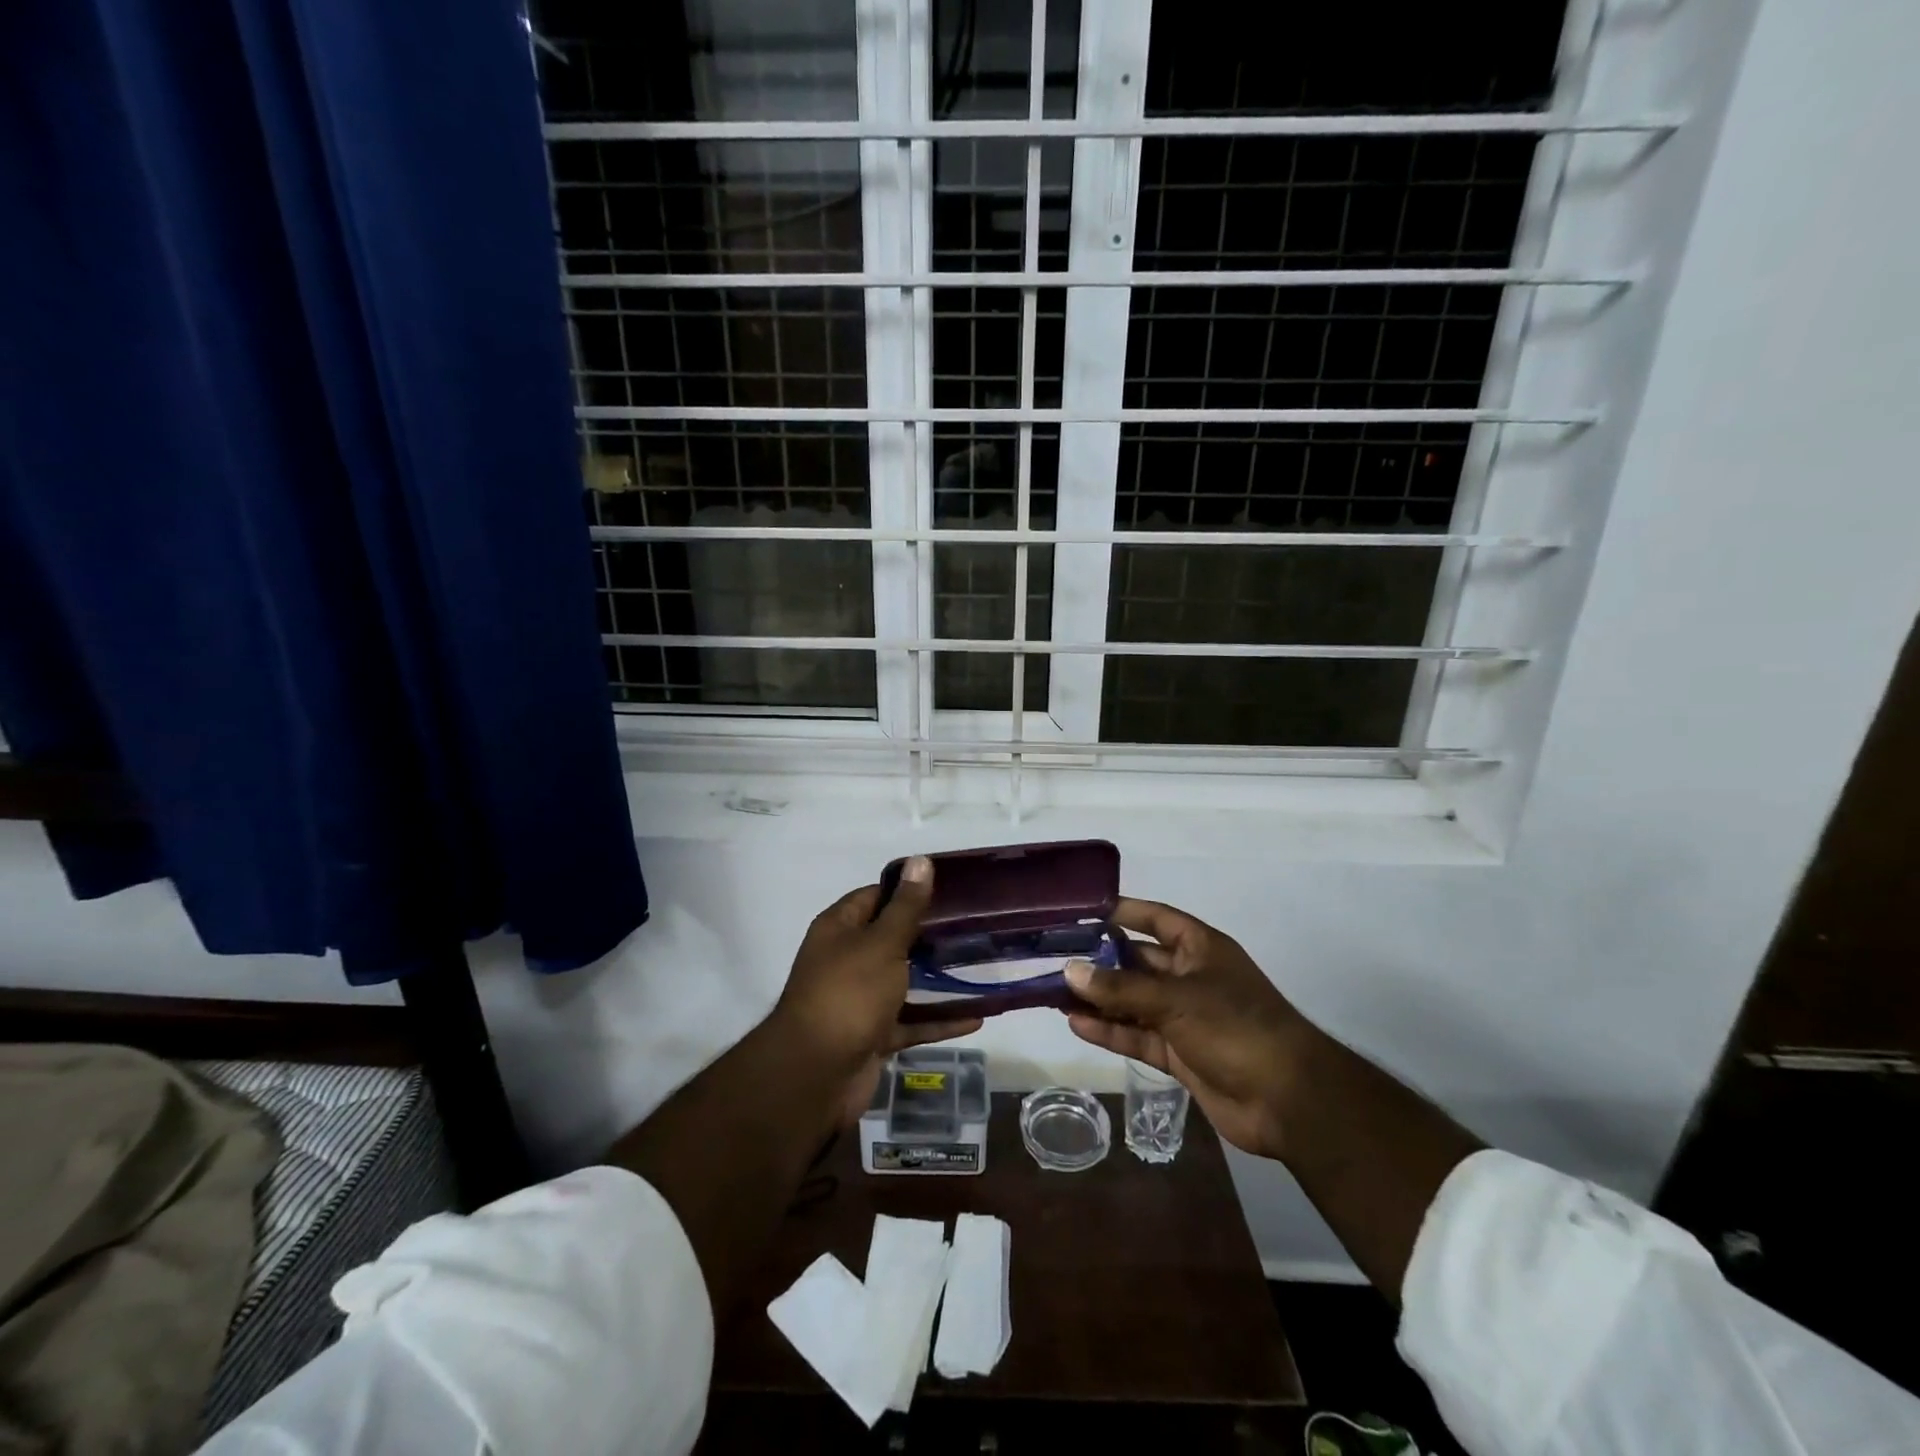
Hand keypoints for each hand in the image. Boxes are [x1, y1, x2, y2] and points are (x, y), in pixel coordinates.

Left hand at [775, 857, 980, 1117]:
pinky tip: (976, 1017)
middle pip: (892, 939)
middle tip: (974, 926)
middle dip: (929, 934)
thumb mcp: (881, 943)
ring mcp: (860, 1000)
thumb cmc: (849, 994)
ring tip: (981, 966)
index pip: (875, 897)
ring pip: (904, 982)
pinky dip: (939, 1020)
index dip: (908, 890)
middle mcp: (847, 960)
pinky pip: (911, 1022)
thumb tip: (920, 860)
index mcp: (840, 929)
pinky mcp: (873, 1035)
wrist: (816, 1075)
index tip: (949, 888)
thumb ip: (906, 907)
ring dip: (937, 978)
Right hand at [1065, 898, 1309, 1158]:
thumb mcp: (1176, 999)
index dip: (1123, 912)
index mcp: (1200, 948)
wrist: (1288, 1101)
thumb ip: (1121, 986)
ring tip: (1053, 992)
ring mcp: (1185, 1017)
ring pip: (1133, 1001)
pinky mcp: (1179, 1054)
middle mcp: (1191, 977)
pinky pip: (1137, 1036)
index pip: (1156, 918)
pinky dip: (1110, 1031)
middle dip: (1100, 961)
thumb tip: (1070, 970)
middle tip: (1055, 958)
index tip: (1082, 911)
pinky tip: (1076, 1024)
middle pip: (1137, 961)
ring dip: (1099, 998)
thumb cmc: (1236, 1027)